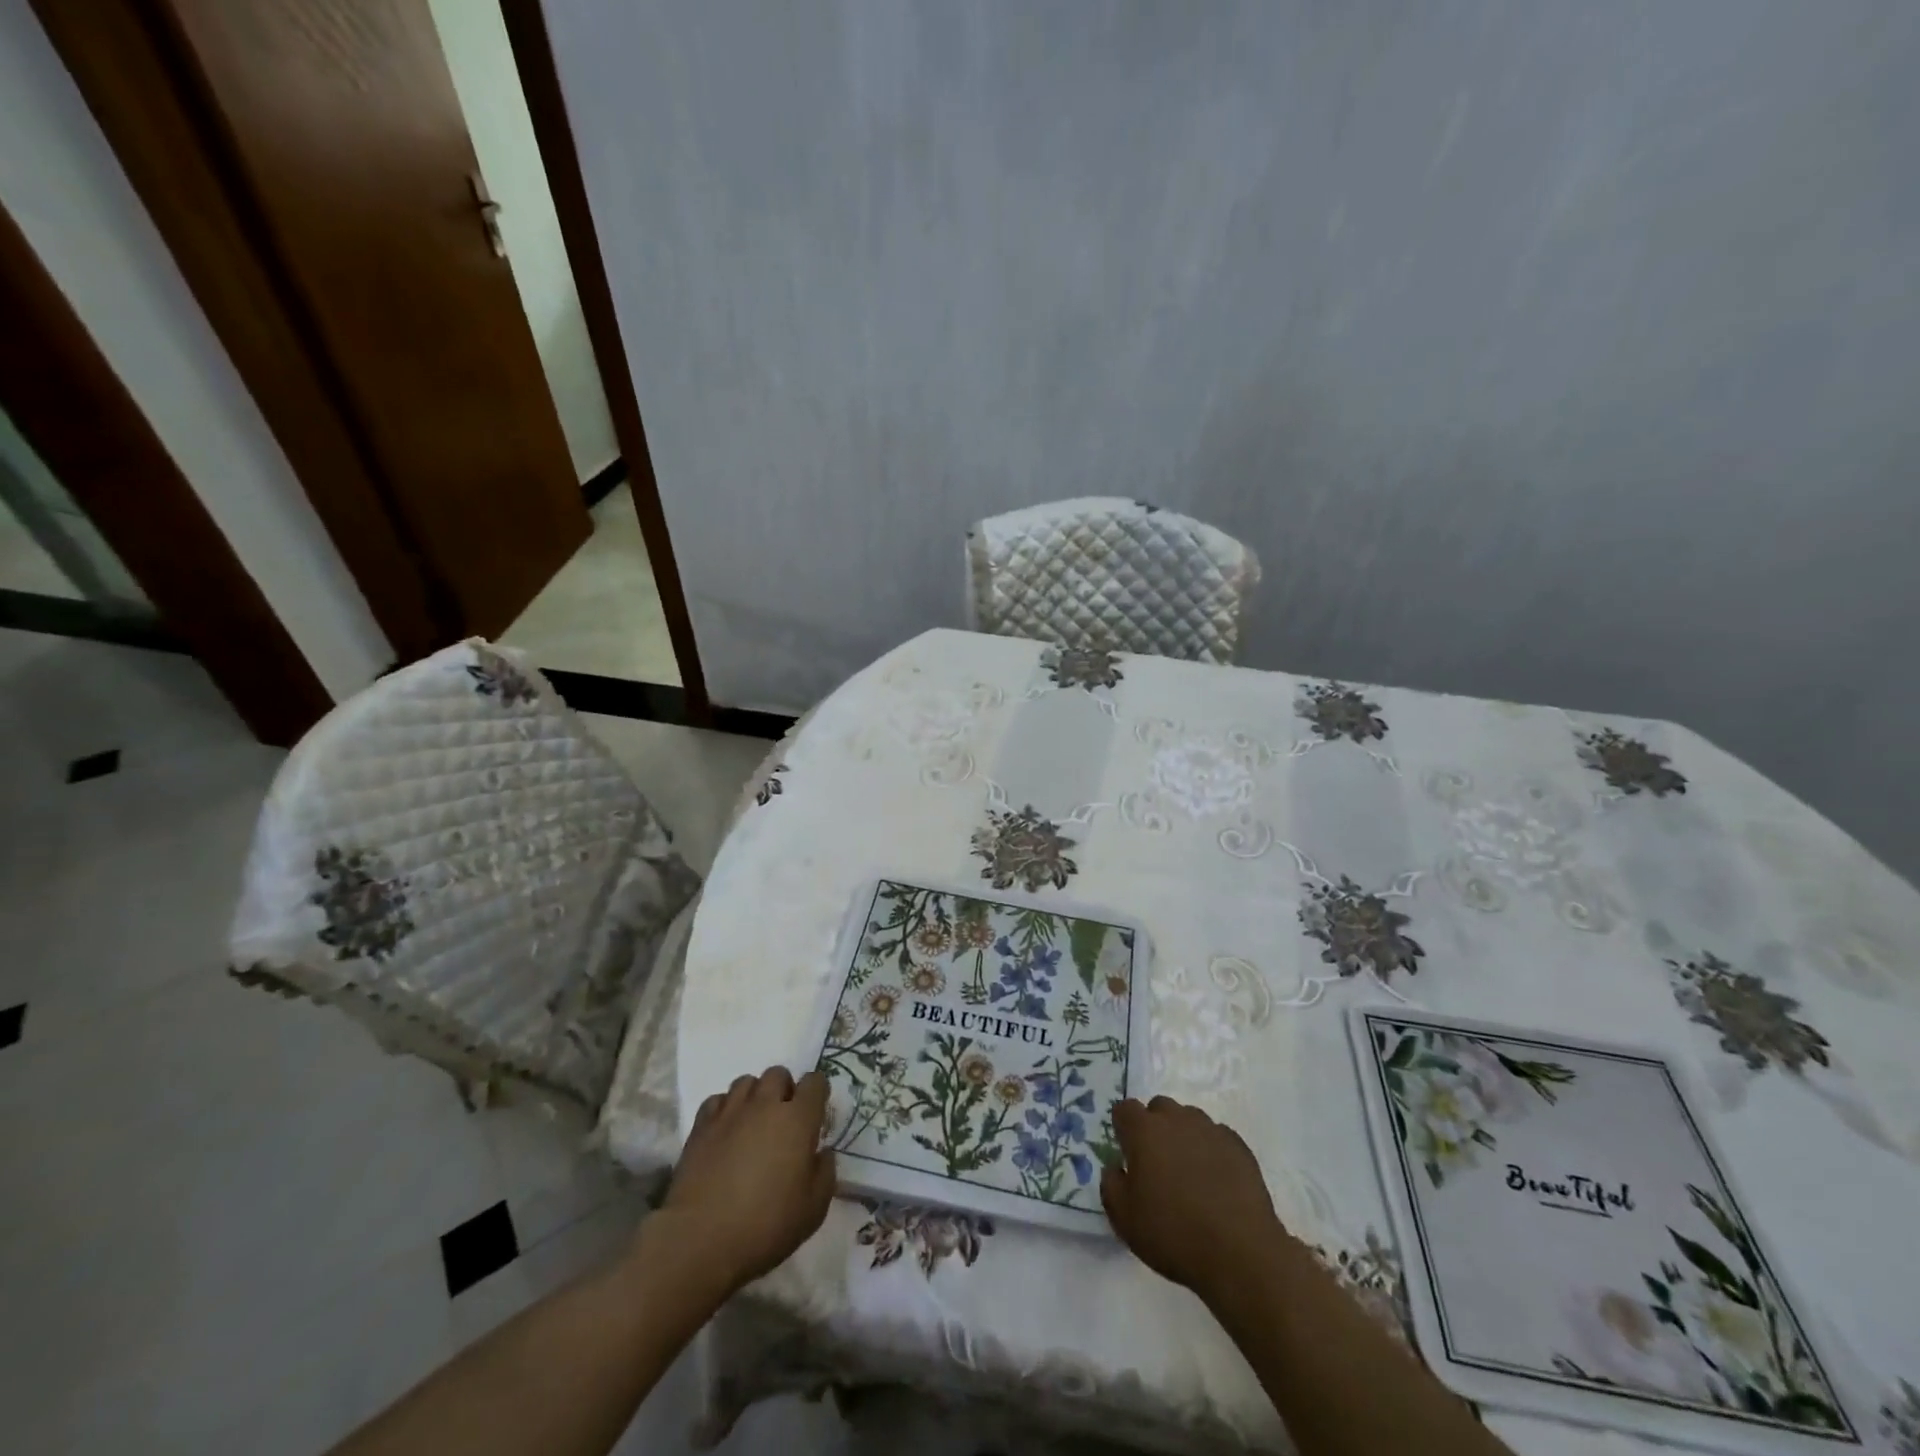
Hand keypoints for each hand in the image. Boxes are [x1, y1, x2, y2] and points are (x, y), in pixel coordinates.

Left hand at [652, 1067, 835, 1295]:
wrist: (701, 1240)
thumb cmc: (766, 1225)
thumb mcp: (814, 1209)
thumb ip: (825, 1173)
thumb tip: (822, 1153)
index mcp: (798, 1119)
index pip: (815, 1082)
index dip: (818, 1092)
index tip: (816, 1112)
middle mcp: (765, 1105)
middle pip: (778, 1074)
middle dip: (784, 1089)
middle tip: (783, 1119)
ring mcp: (730, 1112)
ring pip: (746, 1081)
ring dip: (755, 1095)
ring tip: (753, 1122)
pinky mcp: (701, 1126)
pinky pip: (717, 1100)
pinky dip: (725, 1108)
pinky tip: (726, 1131)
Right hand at [1100, 1095, 1284, 1304]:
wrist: (1240, 1253)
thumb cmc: (1174, 1234)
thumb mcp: (1124, 1220)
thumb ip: (1111, 1185)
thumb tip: (1116, 1167)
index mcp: (1144, 1131)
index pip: (1124, 1109)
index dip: (1123, 1128)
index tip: (1127, 1152)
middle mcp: (1176, 1119)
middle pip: (1159, 1107)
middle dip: (1154, 1127)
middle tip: (1158, 1163)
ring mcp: (1210, 1129)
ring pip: (1189, 1119)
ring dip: (1183, 1135)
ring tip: (1189, 1172)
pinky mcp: (1239, 1145)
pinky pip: (1216, 1136)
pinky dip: (1211, 1150)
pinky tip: (1216, 1180)